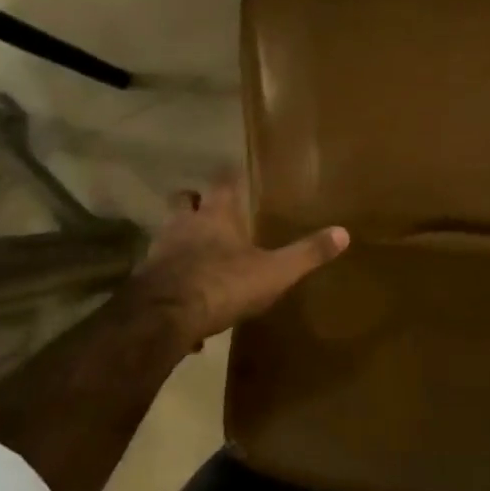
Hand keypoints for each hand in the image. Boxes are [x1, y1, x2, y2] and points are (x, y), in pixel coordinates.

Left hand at [125, 175, 347, 347]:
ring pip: (168, 235)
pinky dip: (172, 281)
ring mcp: (159, 252)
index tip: (236, 173)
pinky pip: (160, 275)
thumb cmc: (222, 284)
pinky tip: (186, 303)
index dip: (229, 176)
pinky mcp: (145, 282)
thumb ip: (306, 253)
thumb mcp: (274, 272)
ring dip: (180, 241)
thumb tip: (344, 233)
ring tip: (199, 256)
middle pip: (183, 201)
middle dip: (194, 202)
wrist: (163, 318)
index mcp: (215, 215)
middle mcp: (183, 225)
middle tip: (209, 209)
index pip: (221, 182)